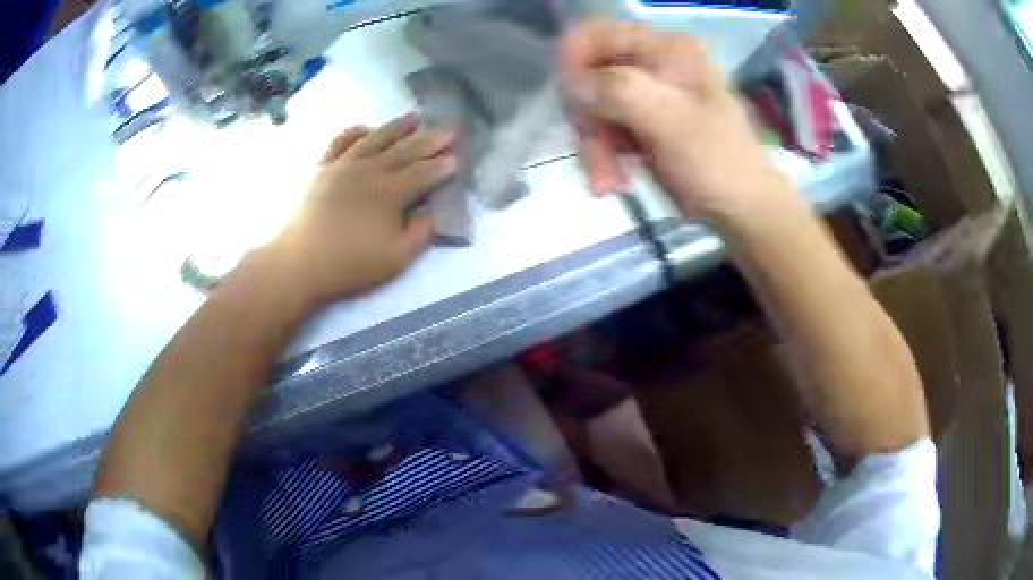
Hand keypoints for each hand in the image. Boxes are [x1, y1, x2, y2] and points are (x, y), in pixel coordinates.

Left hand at [264, 114, 457, 307]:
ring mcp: (344, 164)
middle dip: (431, 140)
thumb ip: (422, 232)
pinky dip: (356, 131)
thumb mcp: (397, 259)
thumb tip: (434, 210)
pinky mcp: (323, 168)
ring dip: (399, 126)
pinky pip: (341, 141)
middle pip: (407, 149)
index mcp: (391, 192)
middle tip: (450, 130)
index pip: (425, 173)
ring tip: (416, 116)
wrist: (299, 264)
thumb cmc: (350, 264)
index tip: (459, 159)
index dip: (444, 166)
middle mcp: (370, 169)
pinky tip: (366, 128)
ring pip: (377, 137)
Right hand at [561, 21, 797, 226]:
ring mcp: (644, 97)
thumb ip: (620, 92)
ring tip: (608, 182)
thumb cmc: (717, 162)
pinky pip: (602, 132)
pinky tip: (614, 183)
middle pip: (588, 76)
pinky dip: (602, 158)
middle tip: (598, 156)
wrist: (741, 209)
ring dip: (593, 147)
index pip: (598, 34)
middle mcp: (650, 67)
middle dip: (587, 120)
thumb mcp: (672, 122)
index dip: (574, 63)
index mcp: (665, 51)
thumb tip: (571, 85)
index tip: (572, 102)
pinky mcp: (640, 126)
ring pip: (591, 109)